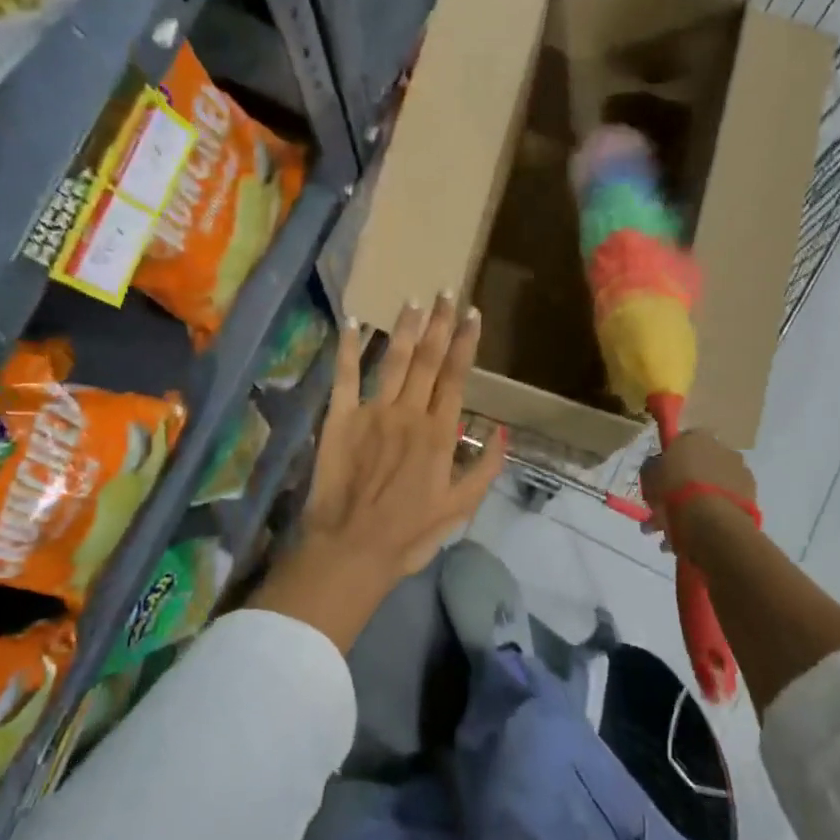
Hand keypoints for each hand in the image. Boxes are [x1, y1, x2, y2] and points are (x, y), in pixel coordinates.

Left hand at [249, 294, 505, 650]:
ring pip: (393, 361)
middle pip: (427, 360)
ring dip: (405, 328)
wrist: (351, 548)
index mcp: (438, 433)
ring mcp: (371, 412)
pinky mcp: (339, 419)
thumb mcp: (459, 509)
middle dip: (439, 323)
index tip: (472, 314)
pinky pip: (344, 378)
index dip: (464, 343)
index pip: (455, 377)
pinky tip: (354, 323)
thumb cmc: (409, 533)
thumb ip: (484, 469)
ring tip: (414, 299)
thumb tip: (501, 432)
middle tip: (446, 291)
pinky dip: (349, 349)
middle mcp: (407, 413)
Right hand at [639, 430, 756, 554]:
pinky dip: (718, 511)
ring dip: (704, 498)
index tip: (664, 477)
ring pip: (716, 483)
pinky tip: (703, 529)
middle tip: (673, 504)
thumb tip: (657, 467)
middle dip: (688, 481)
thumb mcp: (648, 476)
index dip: (673, 459)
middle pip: (702, 462)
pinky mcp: (752, 494)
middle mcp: (722, 447)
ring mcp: (740, 470)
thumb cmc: (673, 490)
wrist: (709, 519)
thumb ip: (653, 467)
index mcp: (696, 436)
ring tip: (685, 524)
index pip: (683, 441)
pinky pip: (729, 500)